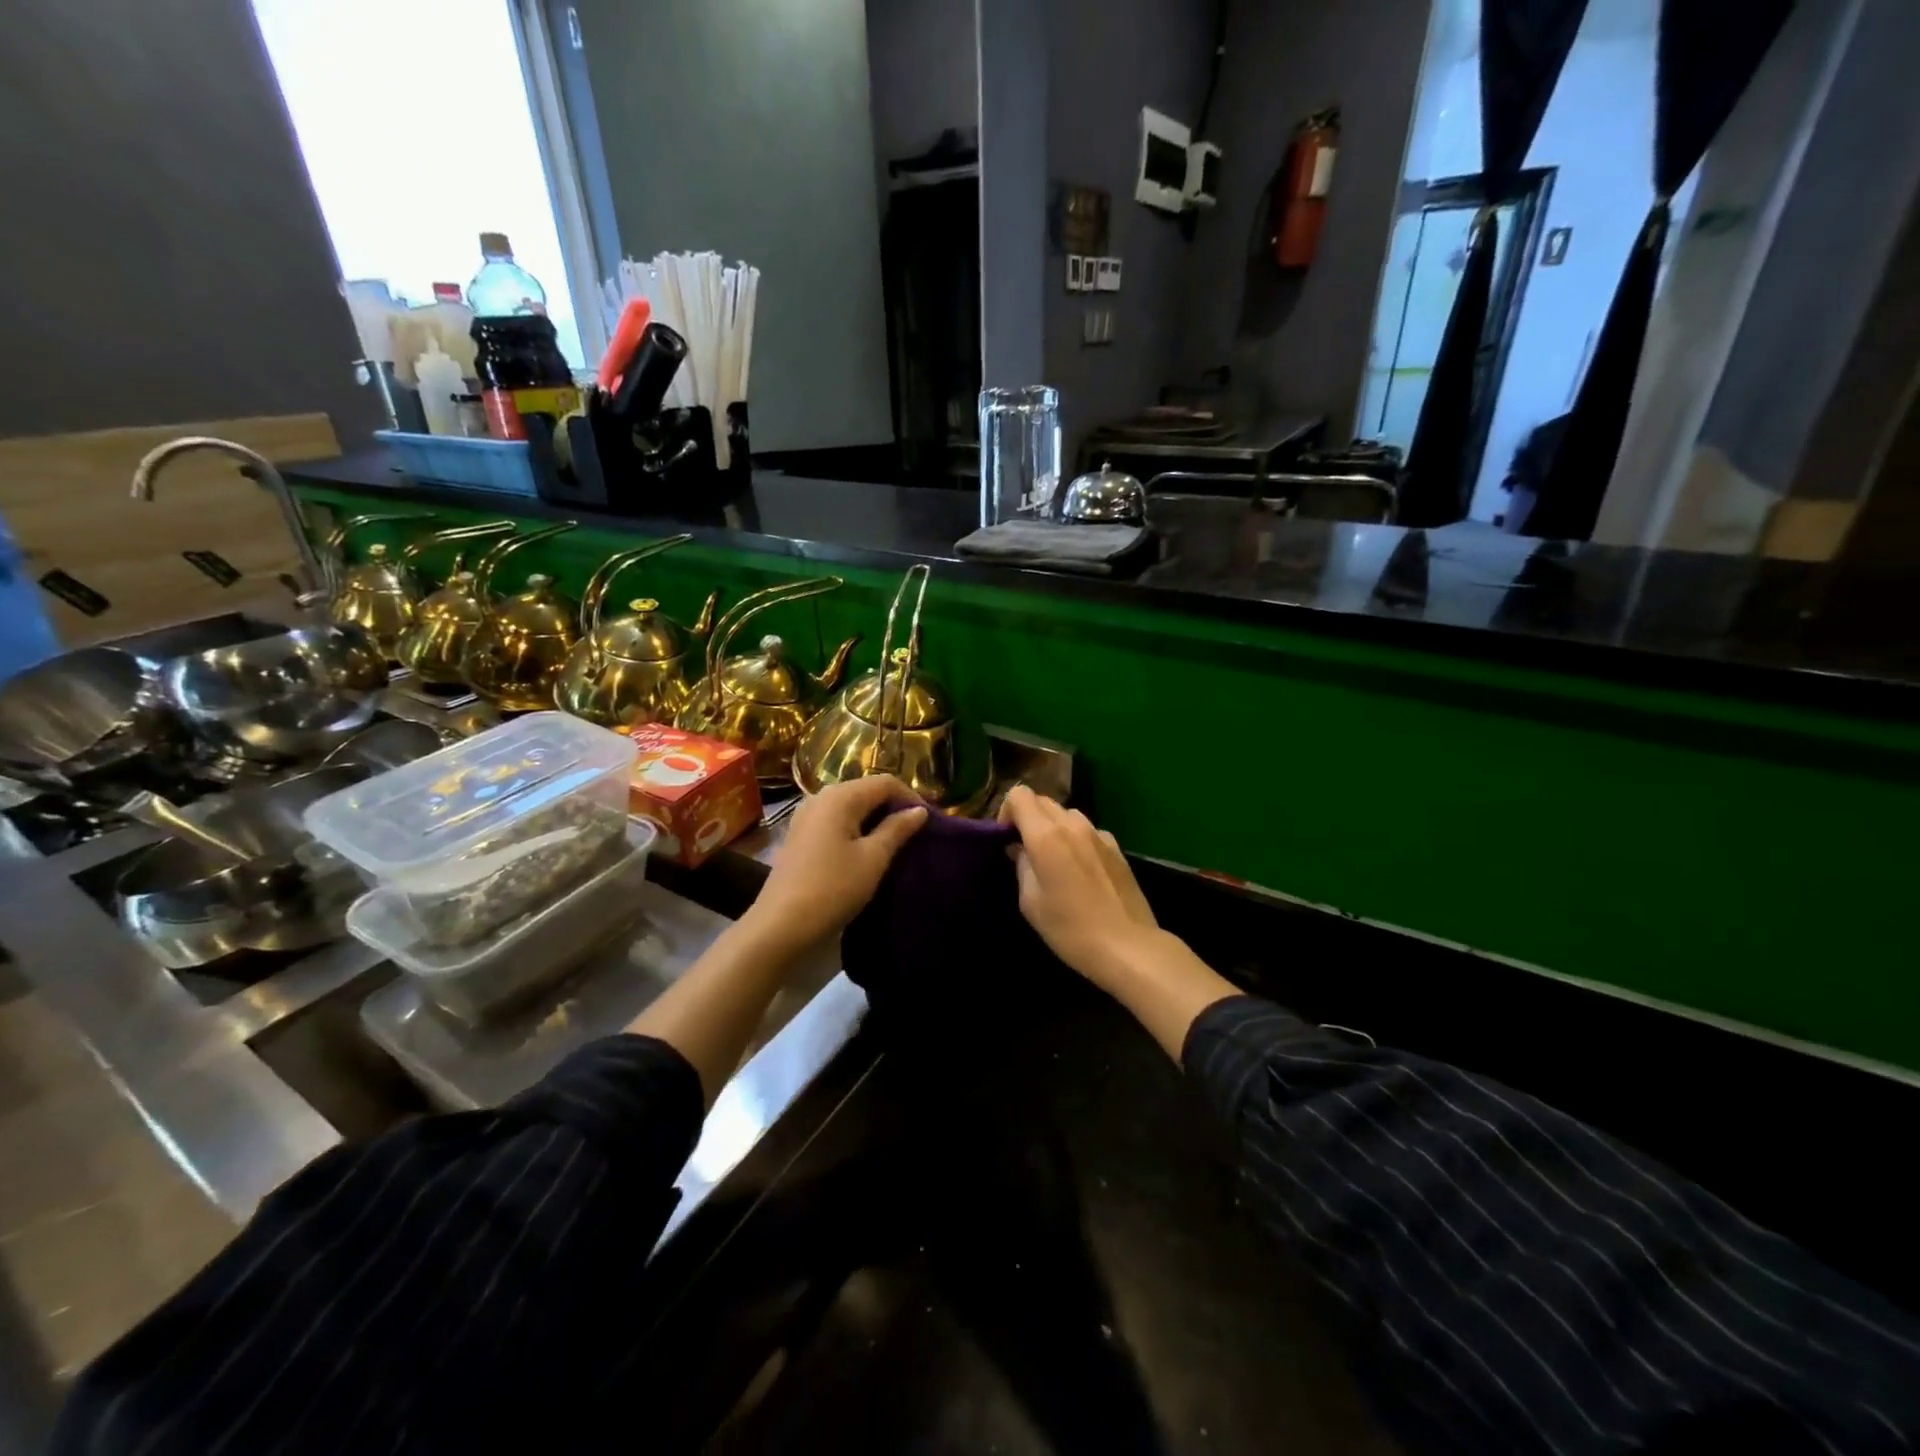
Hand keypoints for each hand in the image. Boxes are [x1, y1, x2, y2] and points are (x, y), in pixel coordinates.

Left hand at [746, 775, 927, 950]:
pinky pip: (836, 820)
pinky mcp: (800, 835)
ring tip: (896, 842)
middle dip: (893, 807)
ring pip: (851, 806)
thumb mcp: (873, 859)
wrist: (780, 925)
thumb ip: (897, 830)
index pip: (885, 782)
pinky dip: (856, 828)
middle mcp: (821, 797)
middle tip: (916, 832)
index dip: (911, 797)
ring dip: (876, 818)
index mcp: (840, 796)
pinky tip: (867, 850)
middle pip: (866, 790)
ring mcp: (807, 816)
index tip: (930, 822)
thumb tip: (919, 811)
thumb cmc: (833, 888)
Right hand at [998, 786, 1157, 986]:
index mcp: (1046, 835)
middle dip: (1028, 818)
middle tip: (1025, 850)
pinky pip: (1087, 831)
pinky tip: (1081, 870)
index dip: (1006, 811)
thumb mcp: (1030, 902)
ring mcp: (1098, 833)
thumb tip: (1019, 849)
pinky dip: (1076, 839)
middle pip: (1042, 800)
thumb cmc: (1070, 929)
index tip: (1006, 839)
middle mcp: (1073, 824)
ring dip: (1053, 827)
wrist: (1127, 946)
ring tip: (1053, 859)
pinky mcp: (1116, 847)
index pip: (1019, 795)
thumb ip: (1021, 866)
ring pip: (1066, 814)